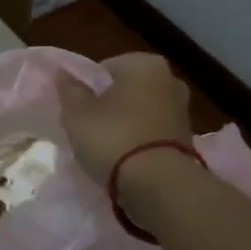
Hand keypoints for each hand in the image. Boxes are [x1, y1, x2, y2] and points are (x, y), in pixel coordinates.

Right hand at [56, 53, 192, 184]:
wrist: (159, 185)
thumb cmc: (113, 137)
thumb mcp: (78, 113)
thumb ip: (70, 90)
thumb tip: (62, 73)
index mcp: (144, 64)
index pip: (106, 67)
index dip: (89, 87)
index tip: (78, 108)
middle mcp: (170, 80)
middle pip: (128, 89)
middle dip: (111, 103)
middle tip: (90, 124)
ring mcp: (182, 111)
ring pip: (142, 111)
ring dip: (126, 123)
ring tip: (106, 145)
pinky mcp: (188, 140)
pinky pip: (153, 133)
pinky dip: (140, 141)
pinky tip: (125, 158)